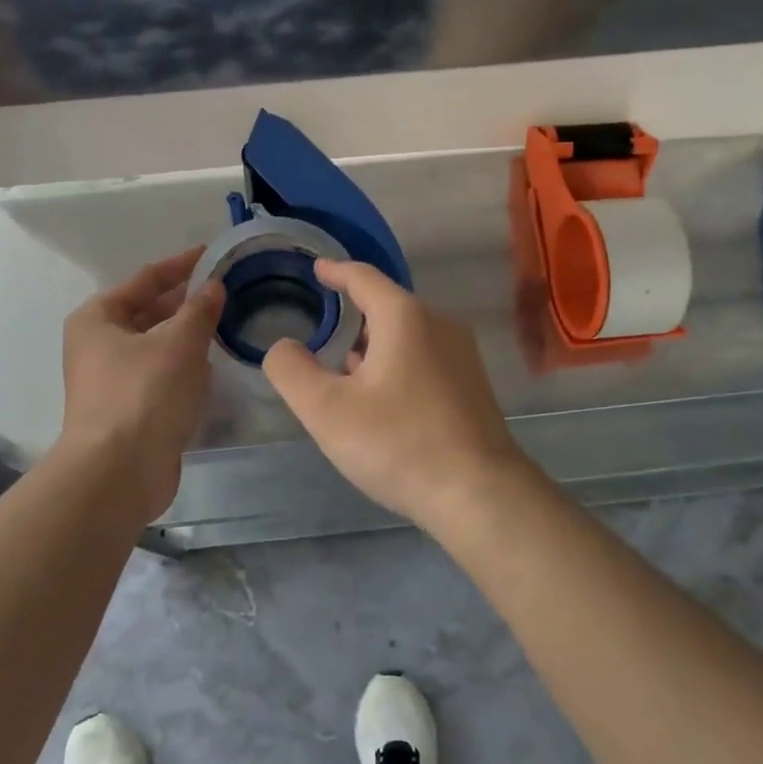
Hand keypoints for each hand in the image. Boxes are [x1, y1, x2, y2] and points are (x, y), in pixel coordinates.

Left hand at [58, 249, 224, 515]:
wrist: (120, 472)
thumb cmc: (145, 393)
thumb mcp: (180, 341)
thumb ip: (200, 309)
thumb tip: (214, 286)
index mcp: (98, 317)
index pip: (145, 279)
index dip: (181, 265)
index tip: (214, 254)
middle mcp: (98, 345)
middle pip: (148, 312)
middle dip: (186, 302)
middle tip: (227, 291)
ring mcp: (112, 380)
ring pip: (156, 346)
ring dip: (187, 336)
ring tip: (226, 324)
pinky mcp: (129, 410)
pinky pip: (160, 376)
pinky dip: (183, 368)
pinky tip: (211, 369)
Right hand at [262, 259, 530, 532]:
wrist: (479, 494)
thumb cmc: (398, 443)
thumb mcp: (326, 410)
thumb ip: (292, 371)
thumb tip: (283, 347)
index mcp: (404, 317)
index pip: (363, 278)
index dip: (336, 271)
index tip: (318, 269)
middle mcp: (439, 325)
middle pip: (387, 307)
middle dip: (354, 316)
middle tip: (323, 335)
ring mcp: (462, 357)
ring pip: (407, 336)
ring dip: (374, 347)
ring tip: (346, 372)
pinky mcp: (472, 387)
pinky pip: (424, 360)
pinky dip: (397, 366)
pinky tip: (382, 401)